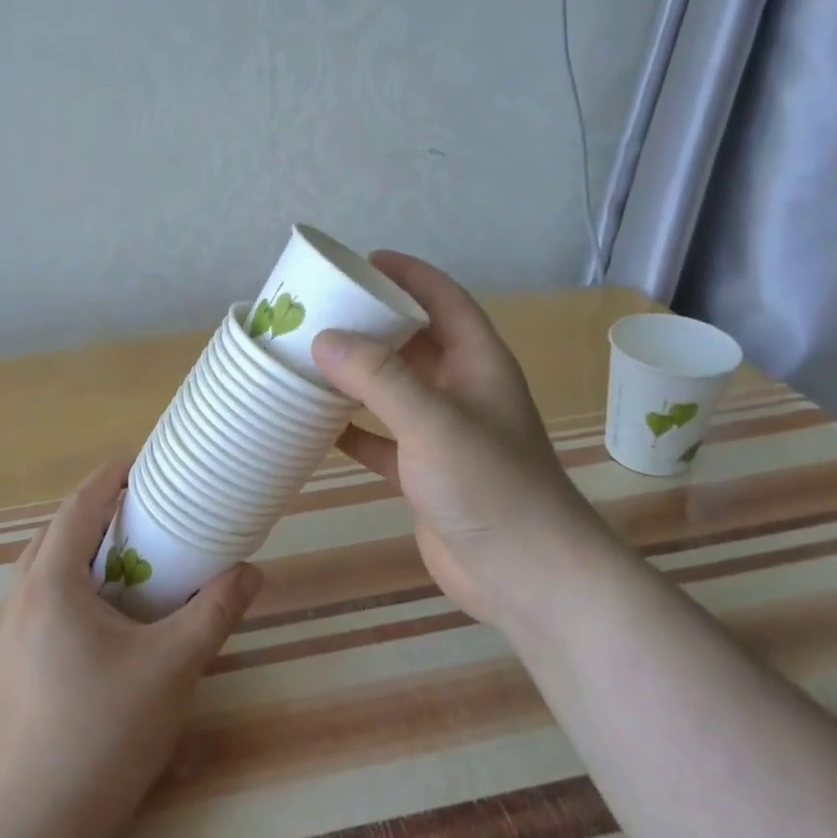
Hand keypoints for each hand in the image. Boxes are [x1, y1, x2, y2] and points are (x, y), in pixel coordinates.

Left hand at [0, 459, 262, 837]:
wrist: (38, 827)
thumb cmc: (106, 730)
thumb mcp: (174, 664)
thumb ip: (215, 610)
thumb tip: (250, 572)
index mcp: (49, 584)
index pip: (77, 508)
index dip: (110, 478)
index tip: (143, 462)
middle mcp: (18, 600)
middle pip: (56, 535)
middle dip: (97, 513)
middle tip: (144, 510)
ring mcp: (6, 638)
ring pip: (43, 571)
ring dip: (81, 552)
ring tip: (128, 558)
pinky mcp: (9, 670)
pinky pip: (39, 603)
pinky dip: (71, 587)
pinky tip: (104, 616)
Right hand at [312, 251, 617, 635]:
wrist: (527, 576)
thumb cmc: (489, 485)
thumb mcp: (433, 421)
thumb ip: (379, 378)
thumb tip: (324, 339)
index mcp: (477, 363)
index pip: (443, 299)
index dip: (408, 274)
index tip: (363, 260)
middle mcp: (462, 390)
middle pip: (414, 341)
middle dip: (373, 324)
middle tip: (320, 310)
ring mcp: (444, 434)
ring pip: (395, 390)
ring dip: (358, 376)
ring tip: (309, 359)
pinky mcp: (425, 475)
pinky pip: (383, 440)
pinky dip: (355, 431)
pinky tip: (319, 427)